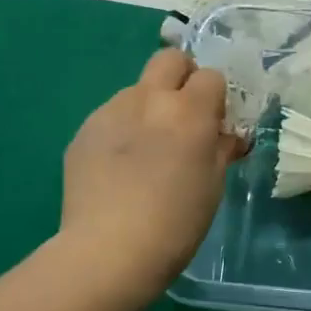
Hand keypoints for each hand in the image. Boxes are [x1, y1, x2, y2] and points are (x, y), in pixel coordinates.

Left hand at [60, 49, 243, 296]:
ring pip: (136, 90)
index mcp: (188, 111)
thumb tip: (227, 136)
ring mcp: (110, 112)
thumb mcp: (212, 185)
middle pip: (169, 60)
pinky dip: (122, 130)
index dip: (216, 98)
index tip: (214, 125)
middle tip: (184, 115)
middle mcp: (148, 99)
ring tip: (146, 150)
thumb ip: (221, 149)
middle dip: (182, 77)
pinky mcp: (83, 131)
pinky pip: (110, 117)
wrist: (108, 251)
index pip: (210, 76)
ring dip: (149, 107)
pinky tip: (119, 167)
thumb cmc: (175, 222)